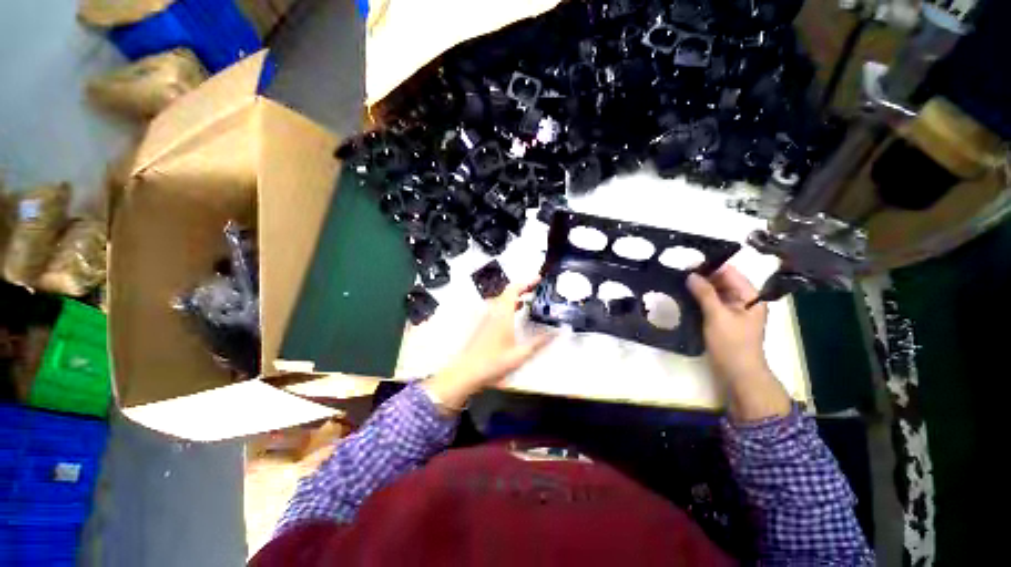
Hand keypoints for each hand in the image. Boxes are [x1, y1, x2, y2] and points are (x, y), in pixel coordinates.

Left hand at [424, 279, 554, 410]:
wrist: (466, 372)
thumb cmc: (493, 363)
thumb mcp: (520, 354)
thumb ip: (539, 342)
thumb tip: (556, 333)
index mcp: (502, 313)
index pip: (514, 289)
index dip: (527, 282)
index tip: (538, 279)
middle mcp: (493, 311)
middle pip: (508, 292)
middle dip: (523, 288)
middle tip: (536, 289)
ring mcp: (486, 316)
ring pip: (502, 300)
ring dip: (515, 297)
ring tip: (527, 300)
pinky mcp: (482, 323)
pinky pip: (497, 307)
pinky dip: (508, 305)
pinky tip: (513, 315)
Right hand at [687, 267, 790, 421]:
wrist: (738, 373)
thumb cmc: (732, 343)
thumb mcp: (717, 316)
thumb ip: (705, 293)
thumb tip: (691, 275)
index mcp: (750, 296)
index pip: (730, 272)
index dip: (710, 266)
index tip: (687, 263)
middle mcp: (743, 300)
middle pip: (722, 281)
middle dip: (703, 276)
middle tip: (679, 272)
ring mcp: (733, 311)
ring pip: (715, 292)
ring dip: (699, 288)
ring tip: (678, 282)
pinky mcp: (723, 320)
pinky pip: (711, 303)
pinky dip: (699, 299)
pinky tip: (684, 296)